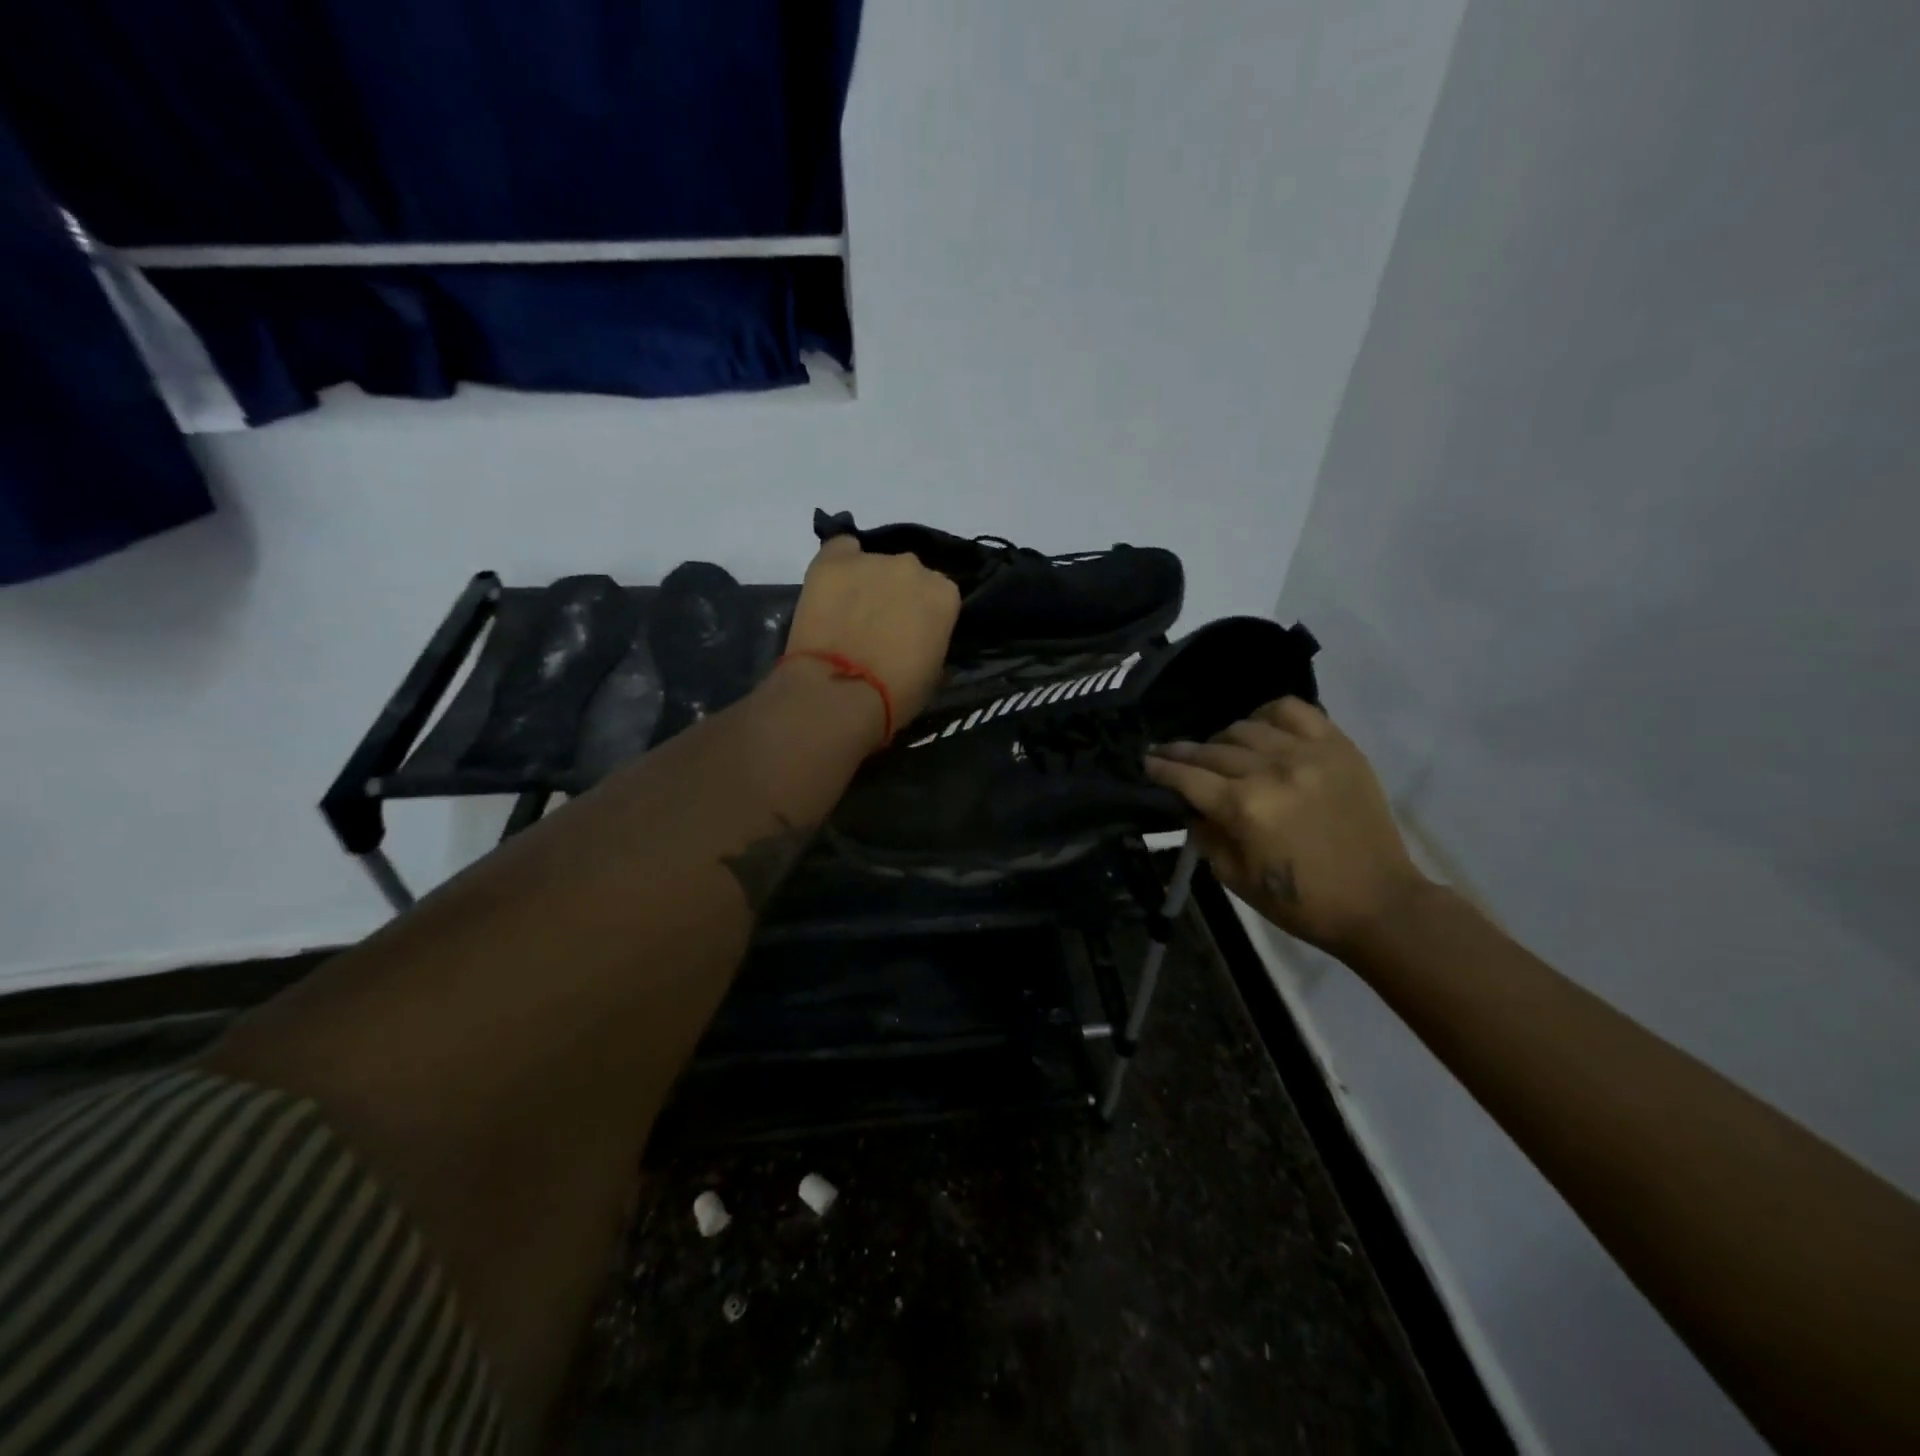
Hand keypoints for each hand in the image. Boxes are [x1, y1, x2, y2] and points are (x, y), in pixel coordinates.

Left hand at [786, 536, 961, 728]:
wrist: (839, 693)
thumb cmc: (896, 694)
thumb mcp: (934, 672)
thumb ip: (933, 639)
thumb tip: (922, 636)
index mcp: (944, 594)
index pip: (939, 594)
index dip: (924, 614)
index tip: (912, 633)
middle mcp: (913, 567)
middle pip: (908, 574)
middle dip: (897, 594)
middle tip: (880, 624)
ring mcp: (871, 560)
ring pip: (873, 564)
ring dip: (867, 583)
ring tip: (848, 612)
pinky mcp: (832, 561)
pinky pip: (840, 550)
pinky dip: (840, 564)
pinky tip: (832, 587)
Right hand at [1145, 698, 1428, 954]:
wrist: (1379, 903)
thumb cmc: (1301, 901)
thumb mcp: (1235, 879)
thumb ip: (1205, 835)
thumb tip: (1189, 805)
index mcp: (1244, 808)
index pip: (1187, 777)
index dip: (1160, 769)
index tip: (1146, 762)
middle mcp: (1271, 771)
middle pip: (1212, 750)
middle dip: (1183, 753)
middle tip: (1168, 754)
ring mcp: (1307, 754)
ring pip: (1246, 726)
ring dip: (1223, 738)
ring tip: (1219, 750)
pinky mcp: (1338, 747)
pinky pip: (1294, 710)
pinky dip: (1269, 714)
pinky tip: (1262, 728)